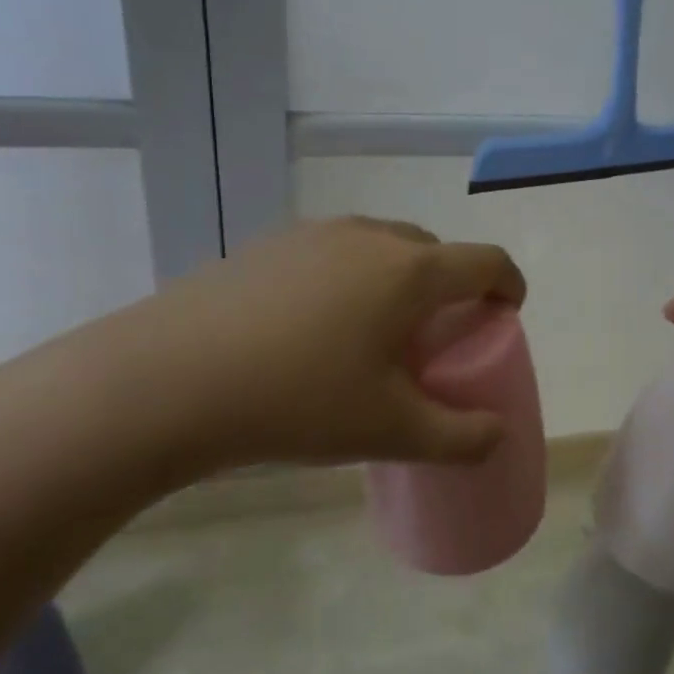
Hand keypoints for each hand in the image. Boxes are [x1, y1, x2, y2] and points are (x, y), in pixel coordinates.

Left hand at [98, 217, 526, 476]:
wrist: (165, 381)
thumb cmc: (297, 400)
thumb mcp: (389, 431)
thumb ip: (459, 438)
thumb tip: (497, 435)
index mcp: (411, 271)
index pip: (486, 261)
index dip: (509, 284)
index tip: (507, 313)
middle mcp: (369, 237)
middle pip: (434, 250)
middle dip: (451, 285)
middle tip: (437, 336)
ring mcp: (314, 235)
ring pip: (381, 246)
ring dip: (398, 279)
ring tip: (375, 330)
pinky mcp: (267, 245)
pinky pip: (333, 252)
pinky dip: (350, 278)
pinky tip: (314, 327)